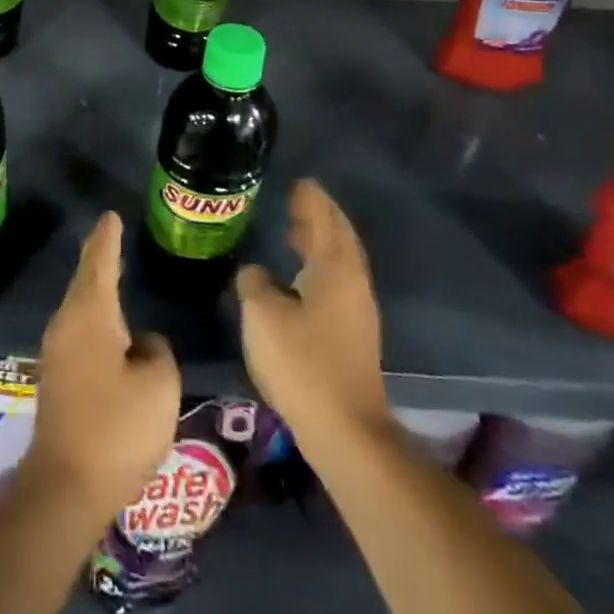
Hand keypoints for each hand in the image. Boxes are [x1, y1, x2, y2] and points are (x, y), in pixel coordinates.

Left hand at [24, 212, 180, 521]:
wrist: (65, 487)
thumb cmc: (116, 428)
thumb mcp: (158, 385)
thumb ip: (157, 350)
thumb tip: (141, 343)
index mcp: (90, 313)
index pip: (100, 260)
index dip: (108, 236)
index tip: (112, 215)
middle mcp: (67, 323)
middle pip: (85, 279)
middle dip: (100, 257)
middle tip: (114, 236)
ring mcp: (57, 351)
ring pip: (81, 306)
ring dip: (97, 289)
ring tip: (114, 274)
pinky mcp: (57, 378)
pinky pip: (79, 330)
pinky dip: (95, 317)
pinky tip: (109, 328)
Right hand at [235, 179, 390, 456]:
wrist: (346, 432)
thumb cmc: (302, 363)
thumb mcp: (262, 315)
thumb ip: (255, 283)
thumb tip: (256, 273)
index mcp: (334, 269)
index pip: (324, 220)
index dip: (311, 200)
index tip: (299, 182)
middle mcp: (352, 284)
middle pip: (339, 239)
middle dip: (320, 218)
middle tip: (297, 201)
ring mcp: (358, 312)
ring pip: (340, 263)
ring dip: (320, 243)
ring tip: (295, 233)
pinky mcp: (354, 337)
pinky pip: (337, 284)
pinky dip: (320, 268)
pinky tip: (299, 279)